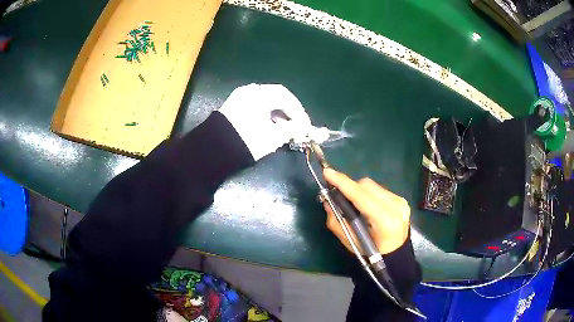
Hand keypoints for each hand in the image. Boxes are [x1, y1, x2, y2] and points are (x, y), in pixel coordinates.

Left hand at [218, 84, 311, 160]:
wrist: (216, 150)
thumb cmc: (248, 140)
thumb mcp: (274, 136)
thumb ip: (293, 129)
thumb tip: (305, 128)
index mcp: (260, 93)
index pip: (286, 97)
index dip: (299, 111)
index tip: (305, 125)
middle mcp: (249, 90)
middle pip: (276, 97)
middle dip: (288, 113)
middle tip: (297, 126)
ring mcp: (239, 97)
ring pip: (265, 102)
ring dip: (277, 114)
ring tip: (284, 130)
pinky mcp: (233, 107)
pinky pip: (255, 106)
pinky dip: (265, 115)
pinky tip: (269, 127)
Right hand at [323, 168, 409, 254]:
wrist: (396, 253)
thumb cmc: (372, 252)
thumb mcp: (351, 242)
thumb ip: (337, 221)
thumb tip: (327, 200)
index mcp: (385, 221)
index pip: (362, 197)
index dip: (344, 184)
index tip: (328, 173)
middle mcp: (396, 207)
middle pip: (367, 186)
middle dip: (350, 187)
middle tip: (337, 195)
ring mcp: (401, 201)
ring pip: (372, 186)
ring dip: (359, 191)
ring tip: (354, 204)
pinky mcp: (401, 199)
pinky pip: (379, 189)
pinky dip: (368, 194)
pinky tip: (366, 206)